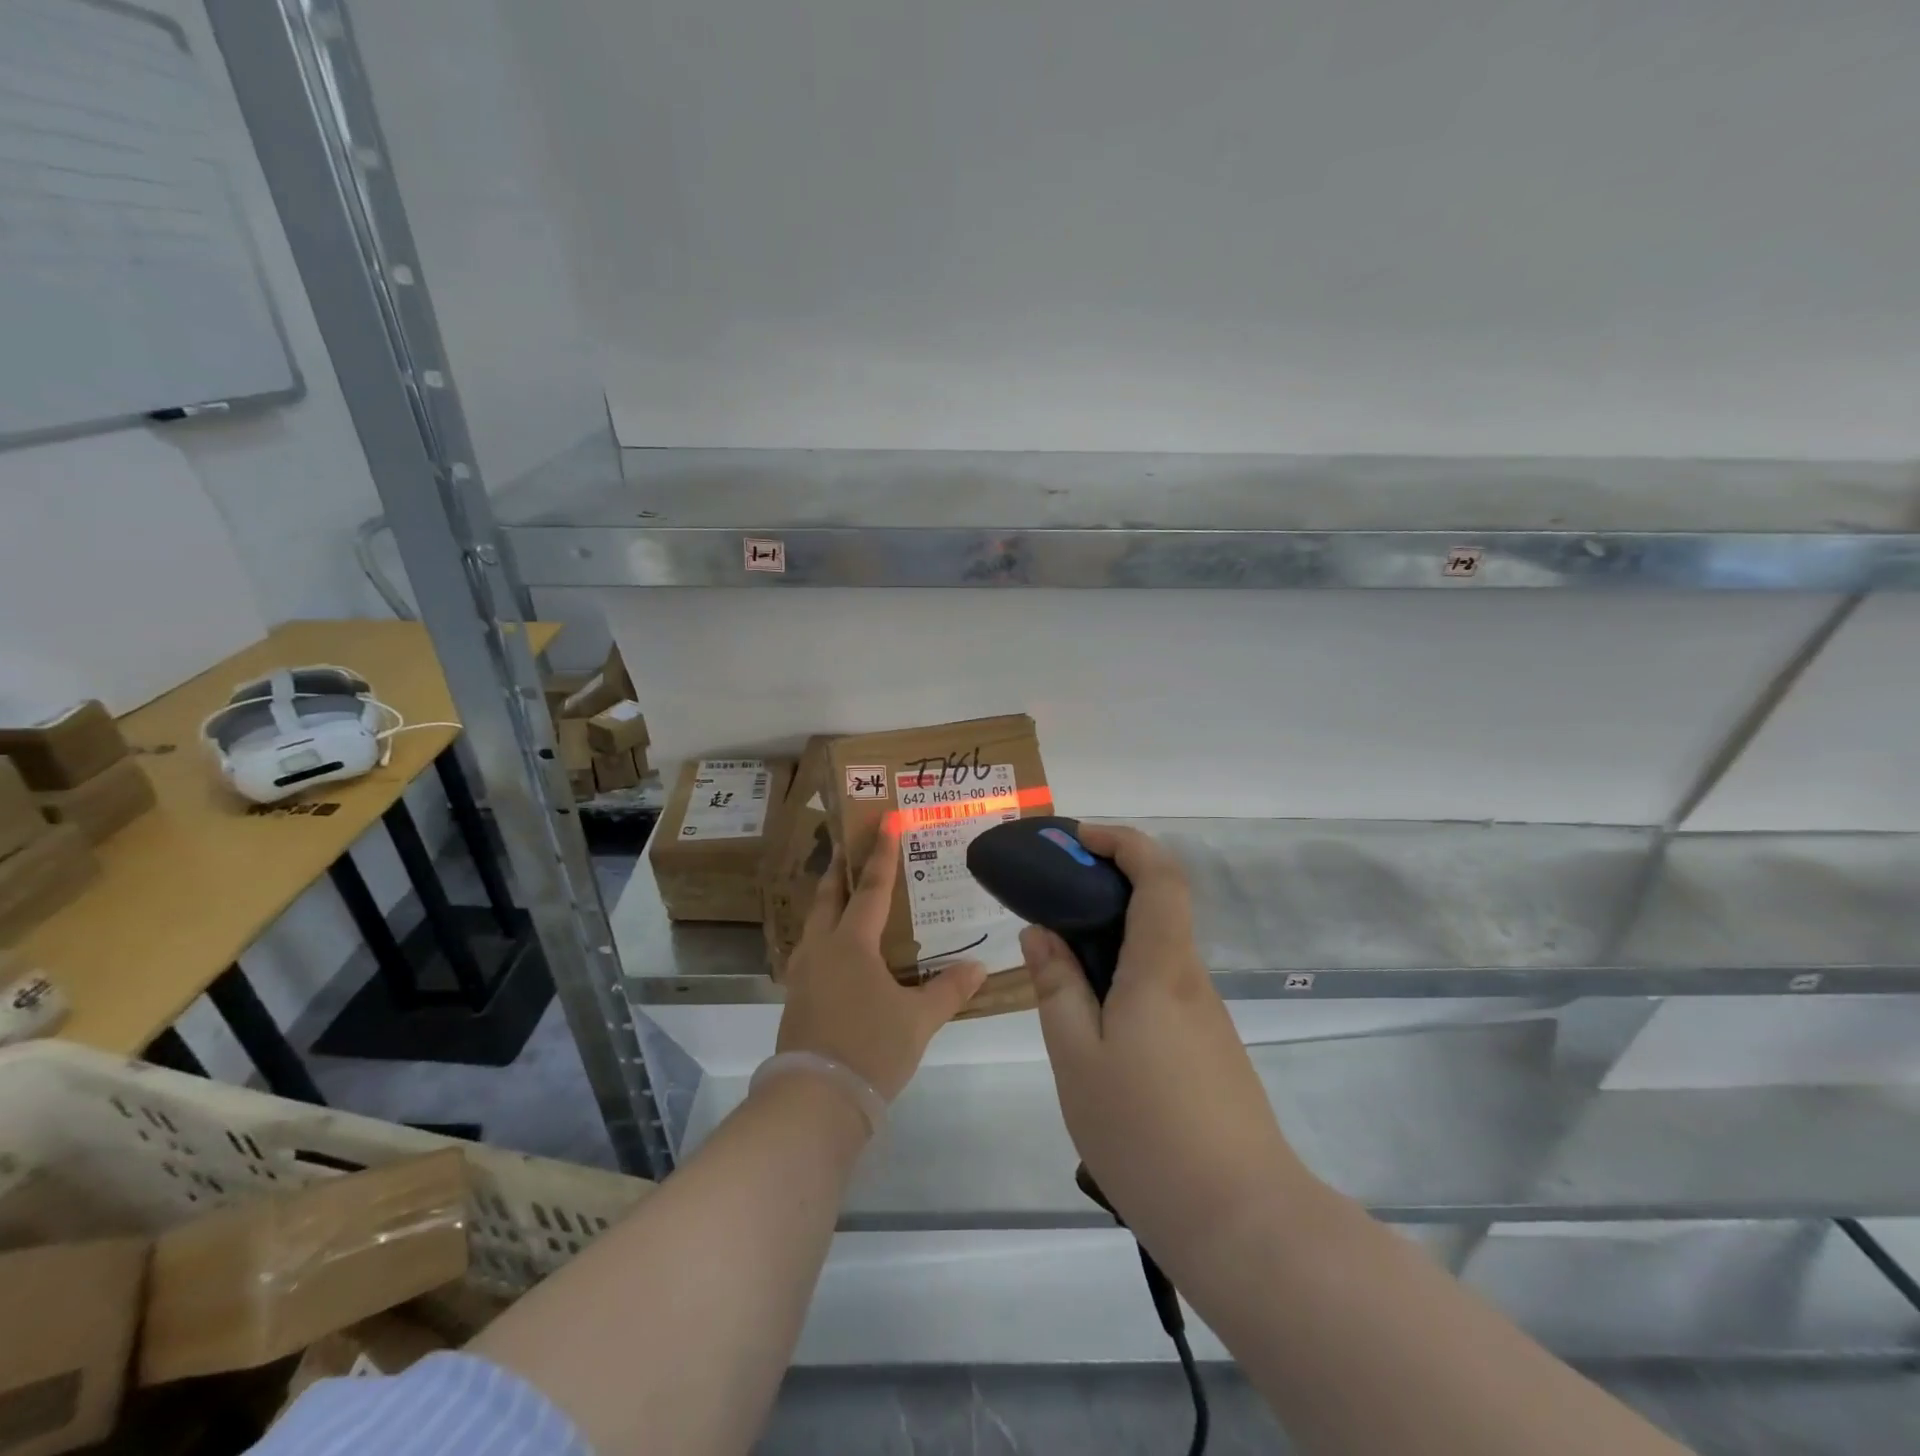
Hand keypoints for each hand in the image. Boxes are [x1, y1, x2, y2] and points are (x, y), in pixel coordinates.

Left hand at [776, 828, 986, 1102]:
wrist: (815, 1099)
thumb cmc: (871, 1048)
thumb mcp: (918, 1019)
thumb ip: (948, 990)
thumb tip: (979, 968)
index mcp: (851, 944)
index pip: (871, 889)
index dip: (881, 854)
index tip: (885, 821)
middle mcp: (822, 948)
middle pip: (830, 895)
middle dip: (842, 867)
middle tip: (851, 843)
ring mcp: (803, 972)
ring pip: (815, 921)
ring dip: (829, 899)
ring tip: (845, 891)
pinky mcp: (796, 996)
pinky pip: (812, 947)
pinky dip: (825, 932)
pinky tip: (838, 947)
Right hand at [1023, 824, 1308, 1259]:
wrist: (1241, 1222)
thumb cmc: (1145, 1133)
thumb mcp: (1077, 1058)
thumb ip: (1057, 987)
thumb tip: (1041, 933)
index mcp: (1160, 968)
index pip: (1159, 875)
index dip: (1123, 842)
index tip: (1079, 840)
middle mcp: (1190, 978)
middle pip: (1158, 905)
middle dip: (1105, 884)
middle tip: (1051, 898)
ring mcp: (1205, 1015)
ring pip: (1156, 949)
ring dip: (1111, 935)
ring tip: (1058, 962)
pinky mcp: (1209, 1047)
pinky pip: (1162, 986)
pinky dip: (1124, 975)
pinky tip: (1093, 1020)